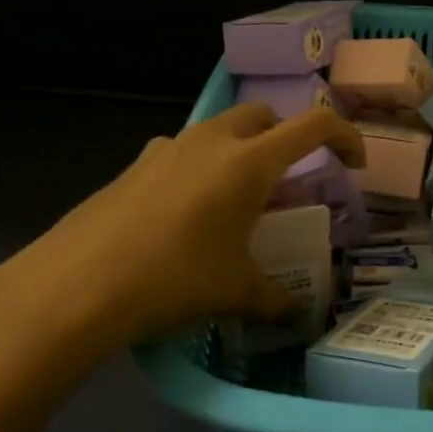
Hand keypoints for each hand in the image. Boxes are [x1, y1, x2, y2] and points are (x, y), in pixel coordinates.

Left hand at [0, 104, 363, 386]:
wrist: (77, 285)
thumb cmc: (175, 279)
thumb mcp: (235, 292)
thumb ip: (274, 299)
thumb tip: (295, 315)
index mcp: (250, 161)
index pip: (314, 125)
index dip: (345, 136)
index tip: (354, 163)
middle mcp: (211, 141)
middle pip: (264, 116)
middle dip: (286, 137)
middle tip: (290, 180)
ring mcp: (167, 148)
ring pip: (219, 131)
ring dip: (240, 150)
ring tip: (237, 199)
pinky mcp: (134, 165)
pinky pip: (182, 152)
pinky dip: (200, 168)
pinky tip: (186, 214)